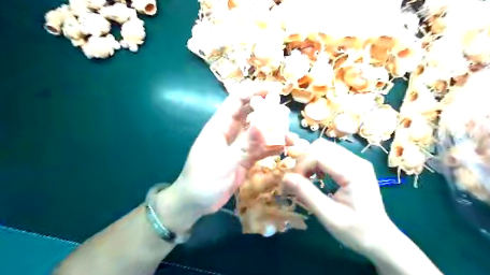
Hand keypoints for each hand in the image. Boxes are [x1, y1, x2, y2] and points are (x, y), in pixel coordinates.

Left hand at [158, 86, 289, 234]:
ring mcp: (239, 146)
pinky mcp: (244, 159)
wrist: (195, 203)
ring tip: (291, 139)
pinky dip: (272, 149)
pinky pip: (260, 150)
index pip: (238, 99)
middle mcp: (231, 131)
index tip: (276, 90)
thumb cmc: (202, 180)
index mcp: (220, 125)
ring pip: (259, 133)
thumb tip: (263, 124)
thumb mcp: (223, 162)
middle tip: (286, 117)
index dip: (256, 91)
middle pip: (252, 114)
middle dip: (269, 112)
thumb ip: (244, 144)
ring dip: (274, 134)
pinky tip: (284, 150)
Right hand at [284, 139, 396, 255]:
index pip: (318, 154)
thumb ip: (307, 194)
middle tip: (299, 179)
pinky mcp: (353, 165)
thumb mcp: (329, 216)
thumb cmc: (356, 231)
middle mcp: (356, 161)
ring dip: (310, 160)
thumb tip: (285, 177)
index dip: (301, 165)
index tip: (293, 182)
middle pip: (320, 146)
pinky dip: (317, 163)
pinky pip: (329, 154)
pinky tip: (317, 177)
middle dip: (304, 160)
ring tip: (307, 178)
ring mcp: (355, 161)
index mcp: (353, 172)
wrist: (380, 239)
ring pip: (323, 147)